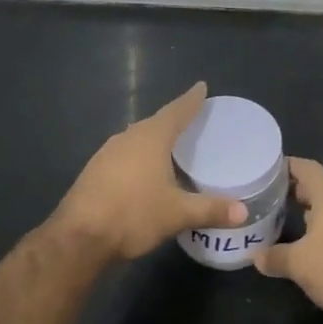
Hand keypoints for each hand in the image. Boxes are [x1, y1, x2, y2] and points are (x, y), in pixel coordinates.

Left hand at [54, 82, 247, 262]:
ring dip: (153, 139)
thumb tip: (243, 212)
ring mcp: (106, 154)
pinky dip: (139, 157)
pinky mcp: (94, 171)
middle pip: (155, 123)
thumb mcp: (177, 214)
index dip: (191, 100)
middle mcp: (127, 138)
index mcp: (150, 138)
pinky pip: (124, 155)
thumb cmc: (133, 215)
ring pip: (136, 139)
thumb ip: (211, 210)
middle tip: (192, 120)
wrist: (79, 237)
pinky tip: (144, 171)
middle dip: (173, 120)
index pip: (176, 111)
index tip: (202, 87)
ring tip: (171, 146)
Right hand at [254, 158, 322, 322]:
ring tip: (286, 220)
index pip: (306, 168)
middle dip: (295, 191)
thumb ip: (275, 257)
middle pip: (319, 187)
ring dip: (311, 212)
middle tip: (269, 198)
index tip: (265, 170)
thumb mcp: (299, 265)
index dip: (286, 166)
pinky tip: (313, 247)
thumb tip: (257, 258)